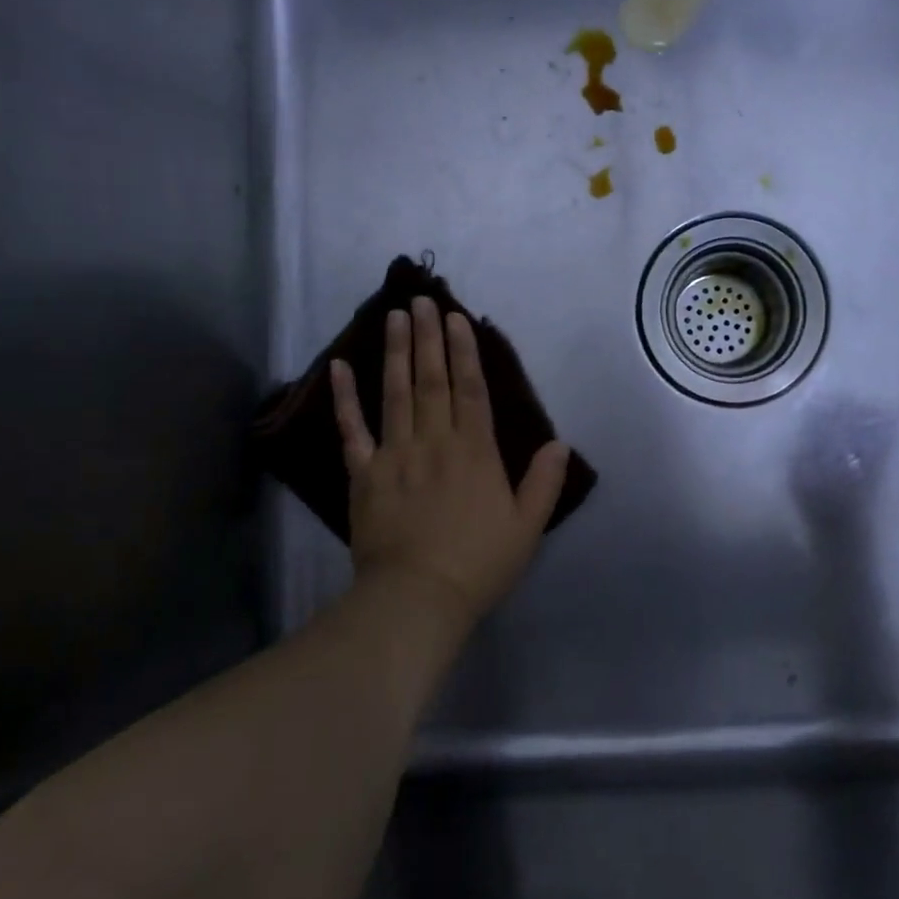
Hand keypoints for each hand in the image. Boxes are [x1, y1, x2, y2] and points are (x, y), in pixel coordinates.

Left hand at [331, 297, 569, 622]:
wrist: (416, 598)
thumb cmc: (478, 564)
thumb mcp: (527, 527)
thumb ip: (544, 482)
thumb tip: (558, 444)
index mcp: (475, 452)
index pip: (470, 389)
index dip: (464, 351)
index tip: (456, 318)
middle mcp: (434, 441)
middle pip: (432, 380)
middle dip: (427, 337)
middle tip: (421, 300)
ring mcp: (394, 454)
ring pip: (396, 393)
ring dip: (396, 352)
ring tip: (394, 316)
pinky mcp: (364, 474)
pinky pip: (352, 430)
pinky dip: (344, 398)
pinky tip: (339, 367)